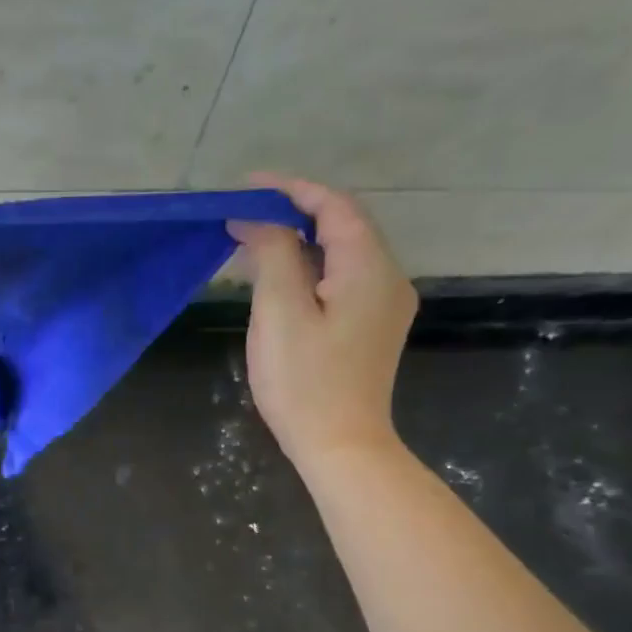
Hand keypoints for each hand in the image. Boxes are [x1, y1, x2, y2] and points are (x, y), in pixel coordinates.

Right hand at [228, 174, 415, 472]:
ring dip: (298, 240)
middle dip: (293, 212)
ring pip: (341, 253)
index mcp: (368, 267)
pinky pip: (342, 278)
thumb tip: (257, 219)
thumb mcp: (279, 312)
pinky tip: (279, 279)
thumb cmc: (304, 380)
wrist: (341, 445)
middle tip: (244, 215)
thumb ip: (272, 254)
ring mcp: (384, 304)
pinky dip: (309, 266)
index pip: (334, 206)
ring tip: (253, 242)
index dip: (291, 188)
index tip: (246, 186)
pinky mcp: (372, 326)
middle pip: (342, 225)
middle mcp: (387, 277)